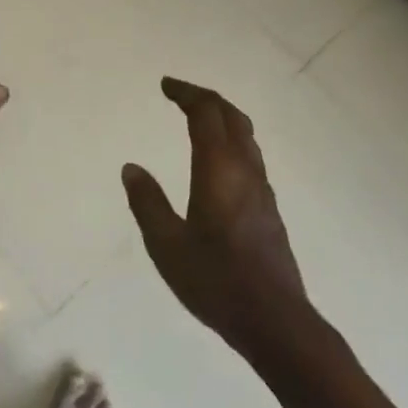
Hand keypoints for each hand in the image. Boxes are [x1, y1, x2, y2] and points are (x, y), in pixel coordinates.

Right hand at [123, 78, 310, 358]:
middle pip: (231, 116)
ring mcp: (262, 189)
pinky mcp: (269, 209)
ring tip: (198, 119)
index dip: (186, 93)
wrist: (276, 321)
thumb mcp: (167, 245)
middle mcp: (245, 170)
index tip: (165, 85)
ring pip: (246, 136)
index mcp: (219, 169)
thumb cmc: (216, 281)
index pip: (205, 113)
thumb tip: (131, 168)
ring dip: (222, 117)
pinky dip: (231, 140)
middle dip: (205, 98)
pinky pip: (250, 156)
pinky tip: (218, 161)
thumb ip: (147, 203)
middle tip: (179, 94)